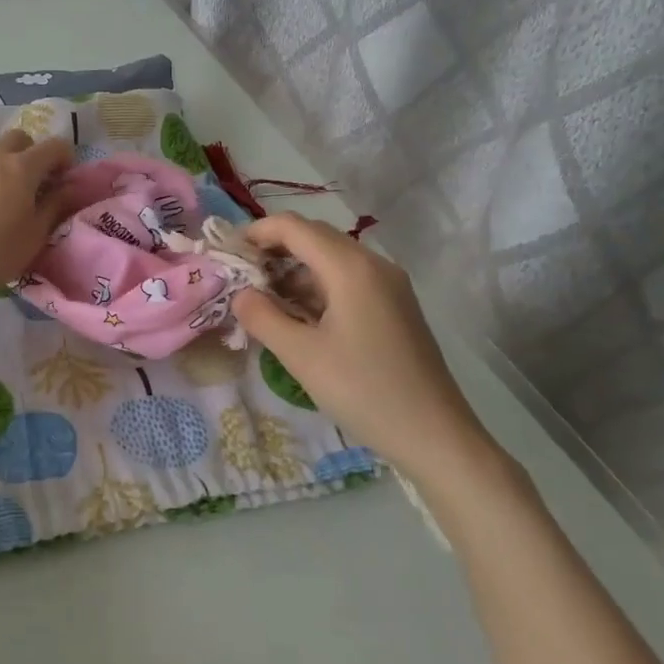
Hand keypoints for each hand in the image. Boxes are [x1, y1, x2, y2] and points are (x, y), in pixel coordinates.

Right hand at [230, 214, 492, 483]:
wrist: (436, 436)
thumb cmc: (364, 391)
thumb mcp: (302, 356)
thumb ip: (262, 317)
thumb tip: (241, 294)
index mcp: (351, 267)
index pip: (294, 227)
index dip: (256, 232)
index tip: (227, 253)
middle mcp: (373, 264)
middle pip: (314, 237)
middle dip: (274, 250)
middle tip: (240, 278)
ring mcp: (389, 285)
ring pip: (331, 260)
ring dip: (295, 272)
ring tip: (263, 301)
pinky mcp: (395, 307)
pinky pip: (348, 281)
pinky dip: (317, 288)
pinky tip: (299, 317)